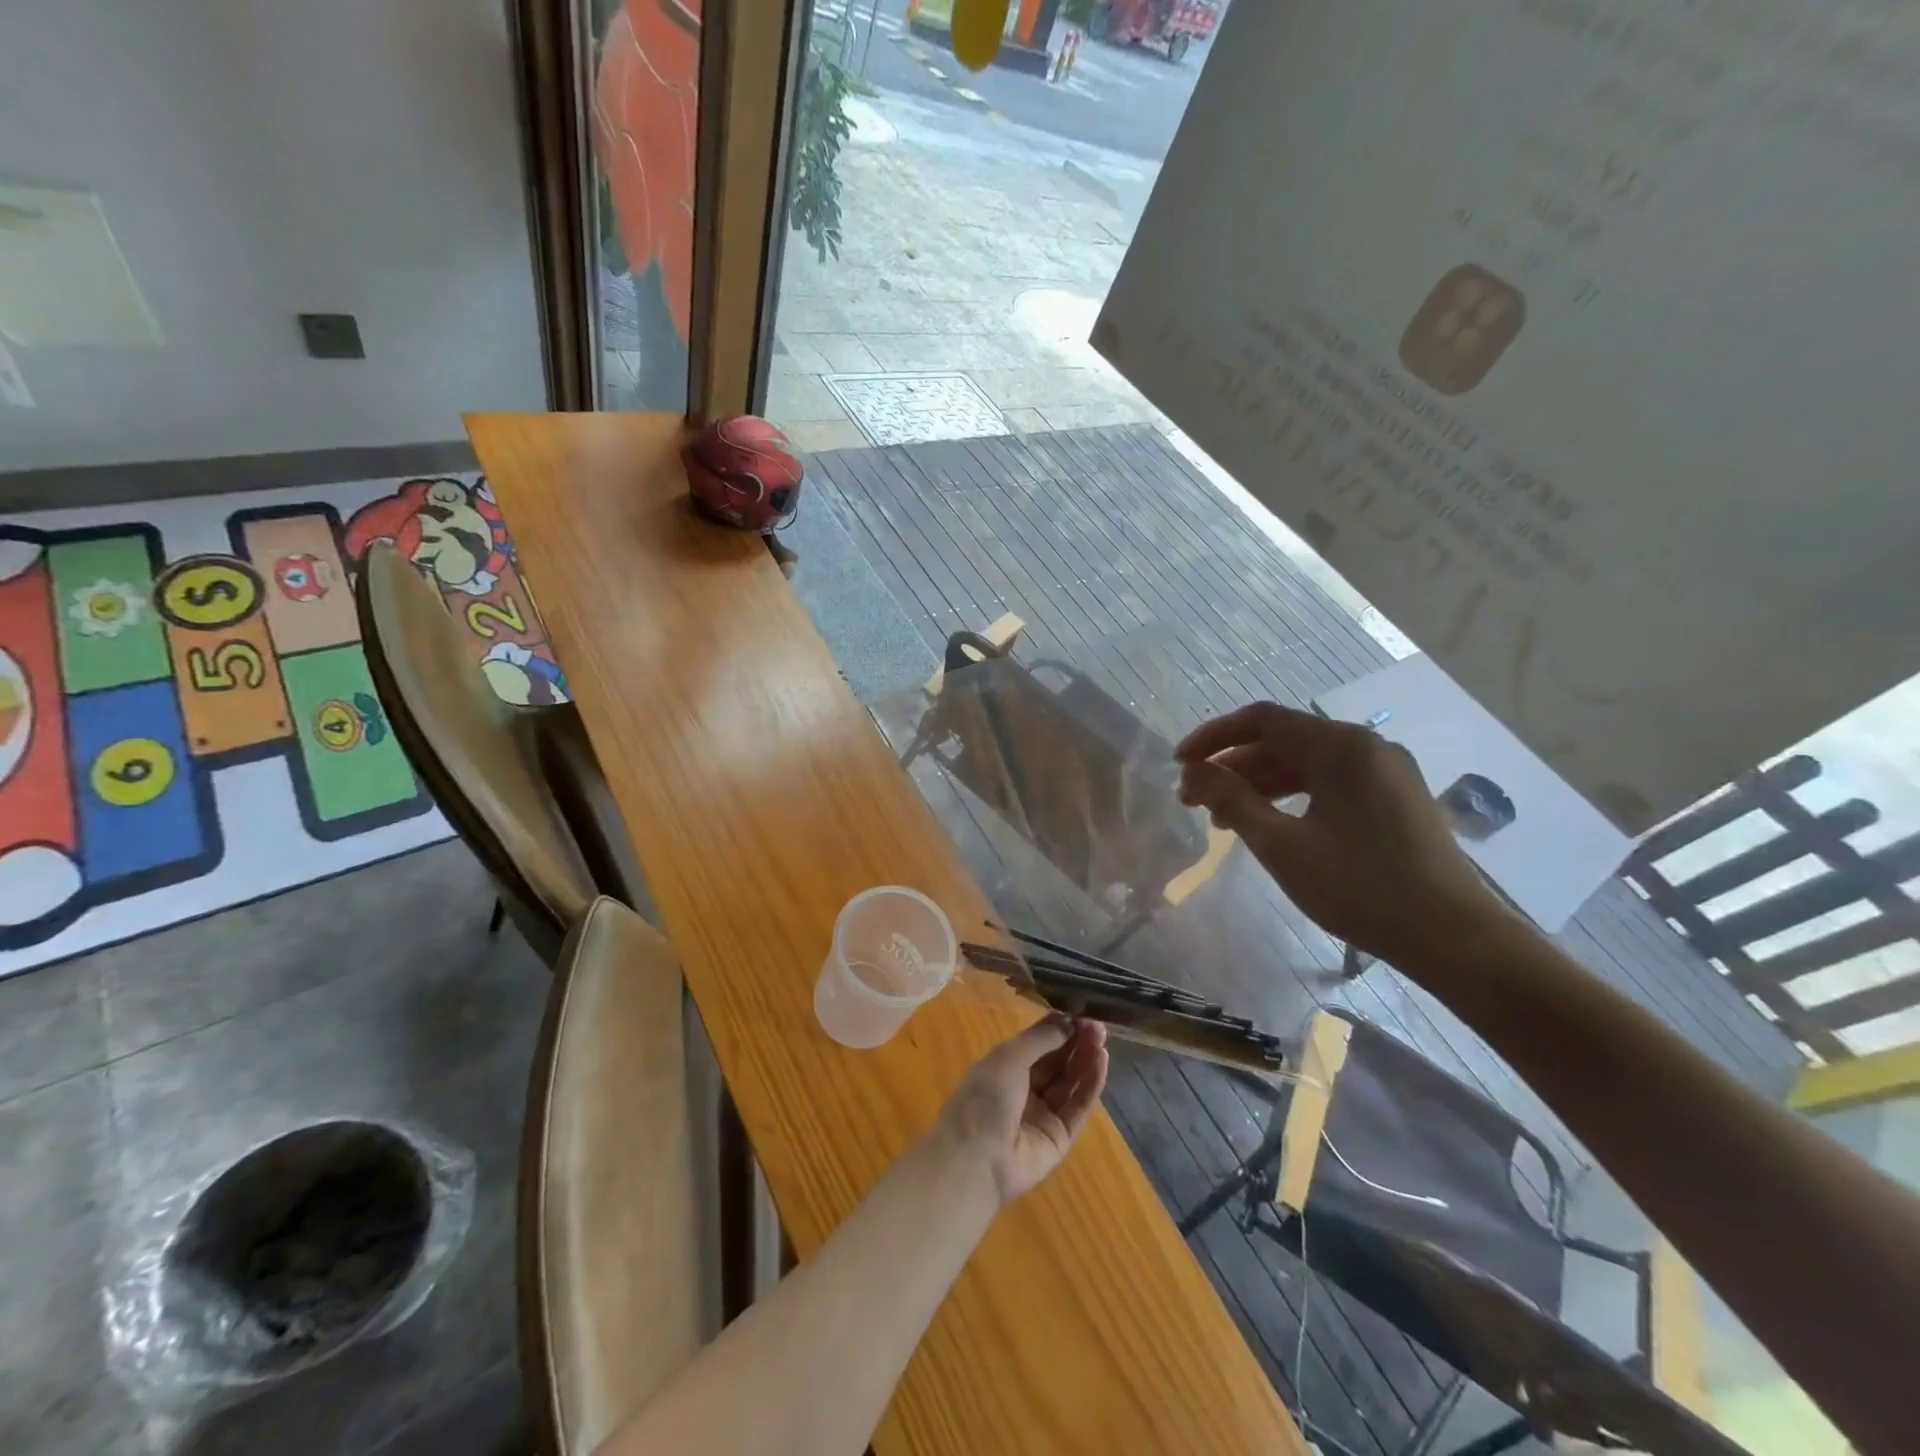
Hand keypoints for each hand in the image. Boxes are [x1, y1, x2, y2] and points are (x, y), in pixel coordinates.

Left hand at [935, 1016, 1108, 1203]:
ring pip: (1070, 1083)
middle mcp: (1025, 1089)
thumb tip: (1068, 1020)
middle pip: (1057, 1062)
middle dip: (1076, 1042)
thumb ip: (1041, 1038)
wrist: (977, 1159)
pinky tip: (1102, 1063)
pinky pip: (1078, 1108)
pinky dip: (1091, 1085)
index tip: (1081, 1012)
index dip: (1059, 1027)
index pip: (1038, 1042)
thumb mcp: (1009, 1057)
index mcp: (1006, 1067)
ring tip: (1102, 1040)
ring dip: (1086, 1060)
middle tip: (1098, 1026)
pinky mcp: (1060, 1138)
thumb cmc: (985, 1098)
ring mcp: (1043, 1114)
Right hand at [1176, 702, 1511, 966]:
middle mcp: (1365, 747)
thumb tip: (1192, 771)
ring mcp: (1385, 773)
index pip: (1262, 720)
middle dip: (1233, 767)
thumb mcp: (1282, 845)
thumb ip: (1232, 800)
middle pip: (1283, 741)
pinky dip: (1291, 797)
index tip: (1179, 764)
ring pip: (1305, 765)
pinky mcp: (1394, 799)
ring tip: (1223, 820)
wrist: (1454, 939)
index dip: (1213, 737)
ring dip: (1259, 785)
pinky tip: (1269, 825)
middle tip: (1194, 801)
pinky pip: (1329, 783)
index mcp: (1341, 746)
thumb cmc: (1360, 887)